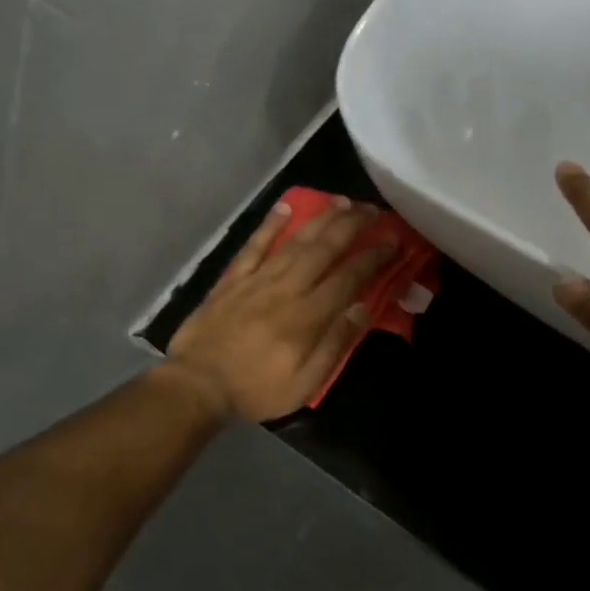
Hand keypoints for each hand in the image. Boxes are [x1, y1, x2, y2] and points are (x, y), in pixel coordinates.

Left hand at [166, 197, 396, 422]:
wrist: (196, 384)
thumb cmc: (255, 388)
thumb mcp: (304, 383)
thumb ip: (335, 344)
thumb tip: (363, 308)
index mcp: (307, 316)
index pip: (348, 277)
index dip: (373, 257)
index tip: (392, 241)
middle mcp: (286, 288)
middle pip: (325, 248)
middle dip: (352, 225)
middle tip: (373, 210)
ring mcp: (257, 278)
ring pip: (295, 240)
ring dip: (321, 218)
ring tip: (342, 201)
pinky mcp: (233, 278)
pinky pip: (255, 244)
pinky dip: (270, 224)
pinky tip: (286, 206)